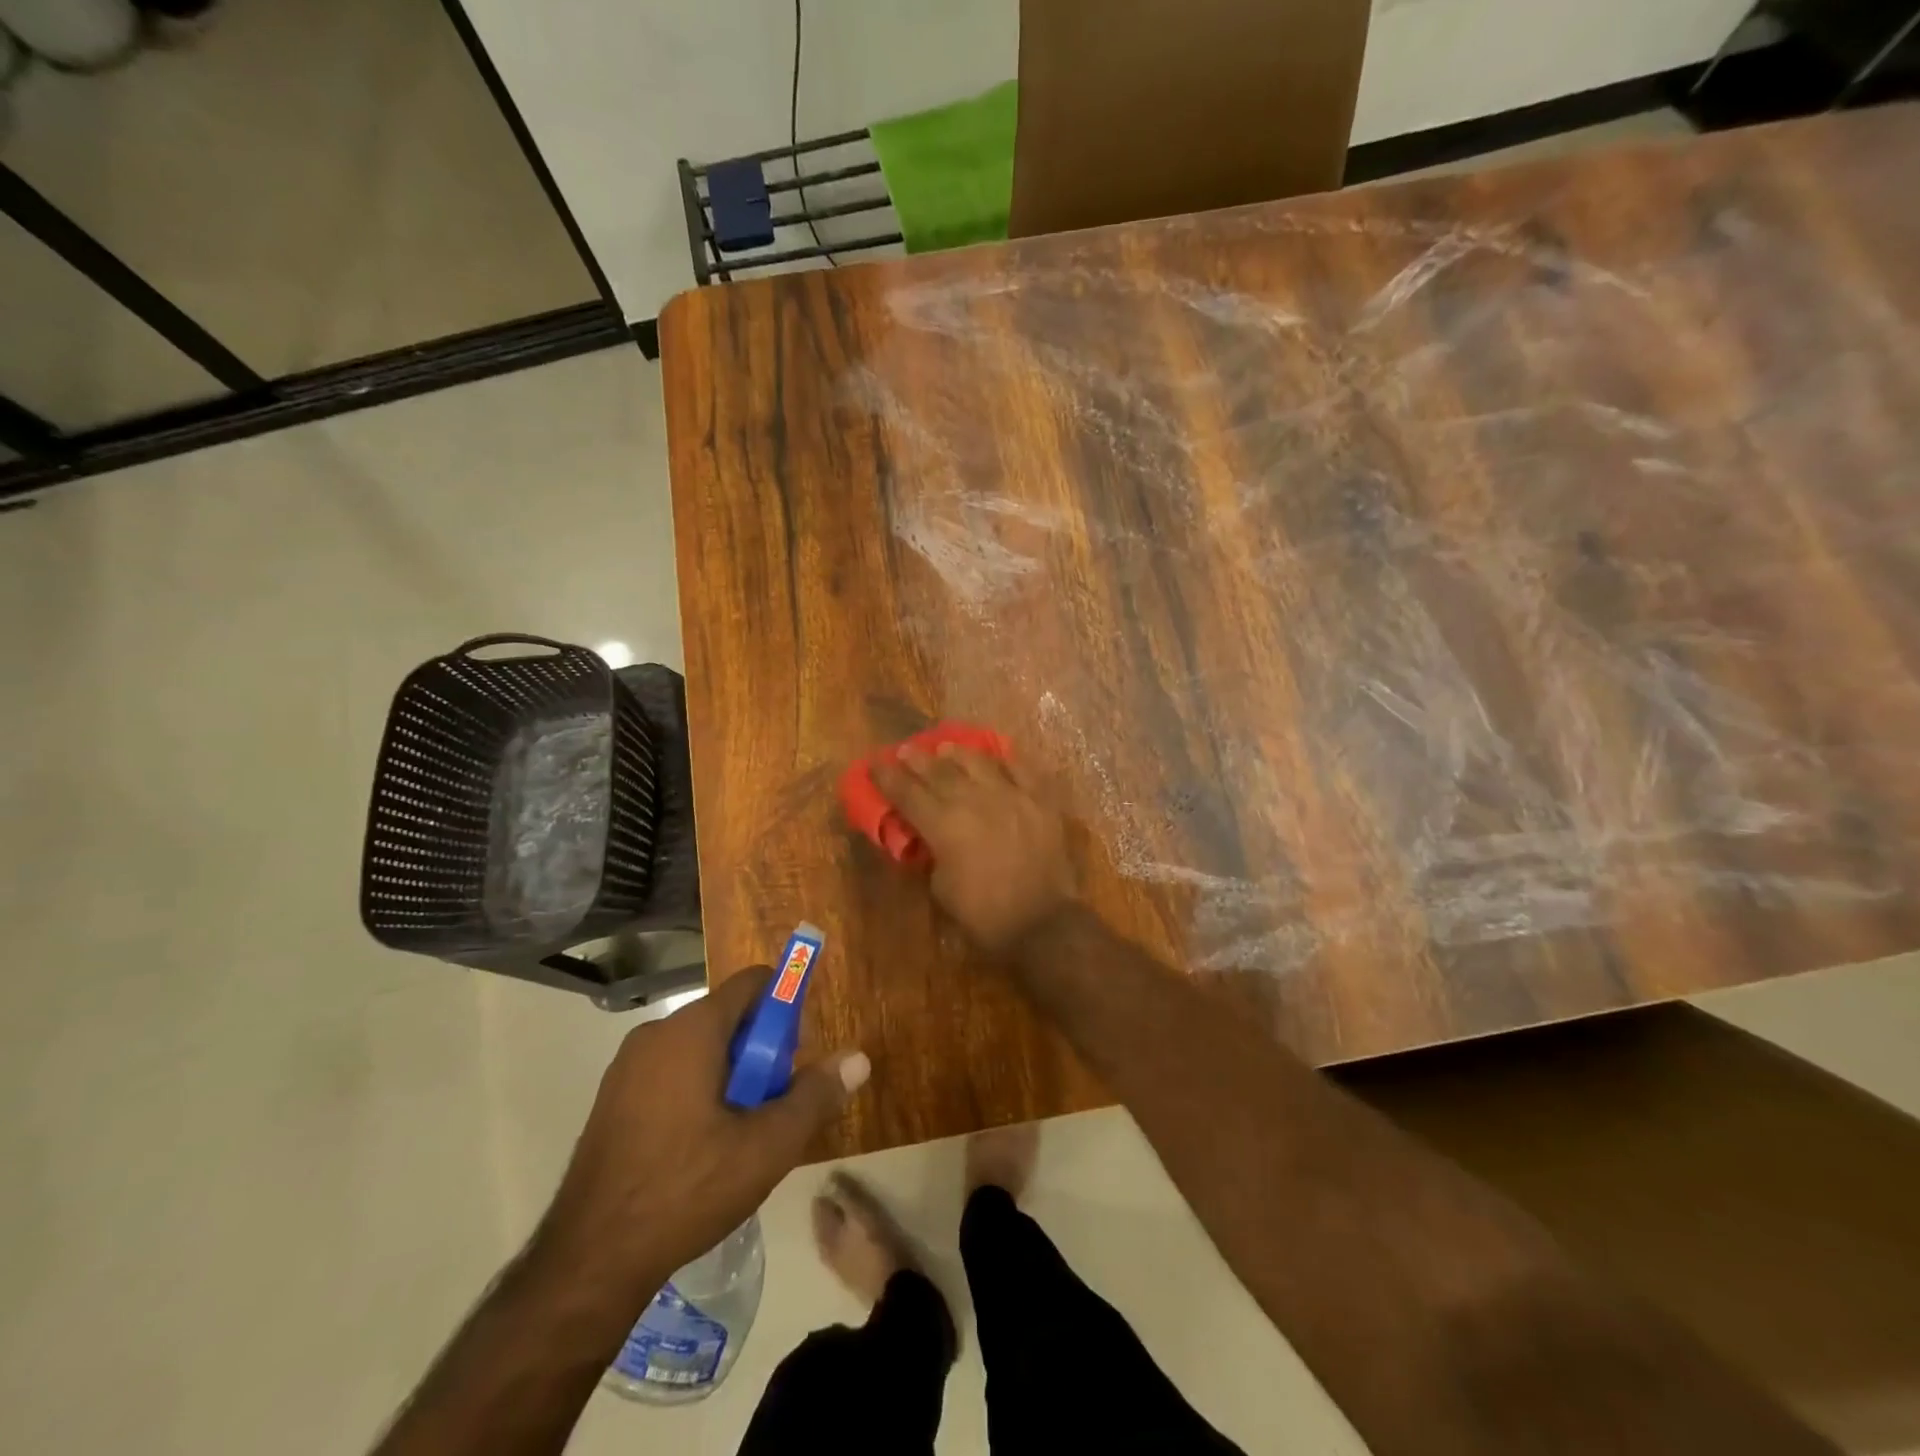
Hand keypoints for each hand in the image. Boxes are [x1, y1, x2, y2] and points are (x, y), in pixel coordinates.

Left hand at [541, 968, 869, 1297]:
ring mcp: (628, 1066)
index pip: (753, 983)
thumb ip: (815, 1096)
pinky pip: (672, 1071)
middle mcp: (656, 1033)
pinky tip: (702, 1148)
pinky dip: (699, 1090)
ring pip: (701, 1047)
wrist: (588, 1261)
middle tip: (771, 1105)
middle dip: (761, 1051)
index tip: (795, 1054)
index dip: (786, 1005)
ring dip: (732, 1075)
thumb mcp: (767, 1146)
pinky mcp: (613, 1098)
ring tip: (740, 1134)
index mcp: (692, 1030)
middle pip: (729, 1017)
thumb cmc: (686, 1190)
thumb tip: (859, 1059)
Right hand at [872, 744, 1076, 951]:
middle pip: (939, 771)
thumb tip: (929, 838)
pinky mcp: (1040, 801)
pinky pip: (1022, 770)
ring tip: (946, 748)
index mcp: (943, 824)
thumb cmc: (983, 914)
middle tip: (905, 750)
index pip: (906, 793)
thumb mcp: (941, 888)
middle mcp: (974, 800)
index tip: (875, 763)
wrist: (1041, 922)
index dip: (887, 777)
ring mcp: (1011, 795)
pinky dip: (1007, 761)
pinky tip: (998, 758)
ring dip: (958, 754)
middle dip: (917, 759)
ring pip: (978, 762)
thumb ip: (931, 855)